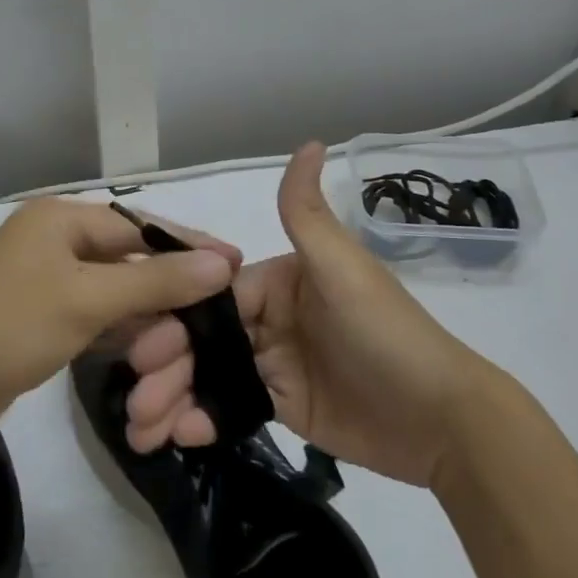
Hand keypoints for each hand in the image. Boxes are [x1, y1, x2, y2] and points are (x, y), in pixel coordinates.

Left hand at [0, 198, 241, 446]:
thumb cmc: (8, 327)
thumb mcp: (87, 299)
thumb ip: (157, 280)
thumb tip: (222, 262)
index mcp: (59, 219)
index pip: (139, 225)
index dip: (188, 245)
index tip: (235, 264)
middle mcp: (50, 241)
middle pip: (126, 257)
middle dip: (168, 285)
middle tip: (217, 311)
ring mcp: (40, 282)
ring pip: (109, 291)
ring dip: (145, 313)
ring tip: (189, 335)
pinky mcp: (34, 320)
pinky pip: (89, 316)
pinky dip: (117, 330)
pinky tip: (147, 347)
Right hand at [124, 143, 491, 486]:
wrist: (442, 419)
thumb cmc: (385, 332)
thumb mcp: (342, 267)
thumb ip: (307, 212)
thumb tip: (310, 141)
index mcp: (279, 279)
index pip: (213, 294)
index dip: (176, 315)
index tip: (141, 343)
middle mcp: (271, 316)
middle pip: (205, 336)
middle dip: (165, 362)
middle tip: (135, 396)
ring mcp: (275, 363)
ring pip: (210, 373)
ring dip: (172, 396)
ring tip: (141, 427)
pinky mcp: (282, 406)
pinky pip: (231, 407)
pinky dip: (201, 419)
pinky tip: (175, 436)